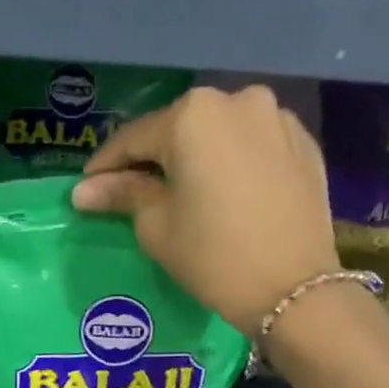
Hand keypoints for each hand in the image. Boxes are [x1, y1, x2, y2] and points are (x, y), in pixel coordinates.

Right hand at [72, 86, 339, 336]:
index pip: (134, 138)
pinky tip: (227, 193)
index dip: (106, 165)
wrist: (293, 288)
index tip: (89, 187)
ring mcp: (277, 117)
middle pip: (180, 129)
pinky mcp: (304, 143)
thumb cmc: (213, 257)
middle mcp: (236, 99)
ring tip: (185, 192)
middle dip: (155, 158)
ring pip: (220, 134)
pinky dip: (234, 163)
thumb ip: (122, 195)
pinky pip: (254, 145)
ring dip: (197, 157)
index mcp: (192, 115)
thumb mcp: (157, 227)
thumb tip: (84, 190)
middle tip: (135, 192)